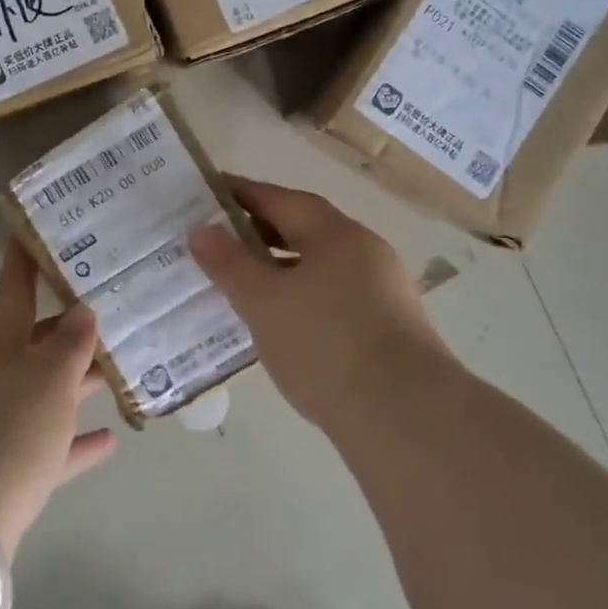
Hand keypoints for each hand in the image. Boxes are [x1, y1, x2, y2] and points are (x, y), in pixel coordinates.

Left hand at [0, 240, 116, 559]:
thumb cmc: (5, 434)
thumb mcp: (47, 382)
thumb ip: (69, 346)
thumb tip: (82, 311)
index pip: (11, 290)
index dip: (22, 260)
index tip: (31, 229)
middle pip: (29, 342)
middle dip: (64, 327)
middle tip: (104, 307)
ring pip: (41, 393)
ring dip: (75, 384)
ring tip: (116, 370)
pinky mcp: (0, 473)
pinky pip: (45, 448)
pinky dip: (73, 442)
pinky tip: (108, 440)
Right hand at [190, 178, 444, 429]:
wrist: (404, 416)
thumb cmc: (325, 343)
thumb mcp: (263, 301)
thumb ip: (229, 263)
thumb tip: (202, 230)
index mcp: (336, 233)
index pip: (282, 199)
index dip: (244, 193)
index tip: (211, 192)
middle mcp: (365, 252)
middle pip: (305, 230)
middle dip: (261, 232)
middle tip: (219, 240)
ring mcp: (383, 291)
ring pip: (320, 267)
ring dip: (282, 269)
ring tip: (243, 285)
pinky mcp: (389, 329)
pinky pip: (334, 298)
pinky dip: (302, 299)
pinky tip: (282, 325)